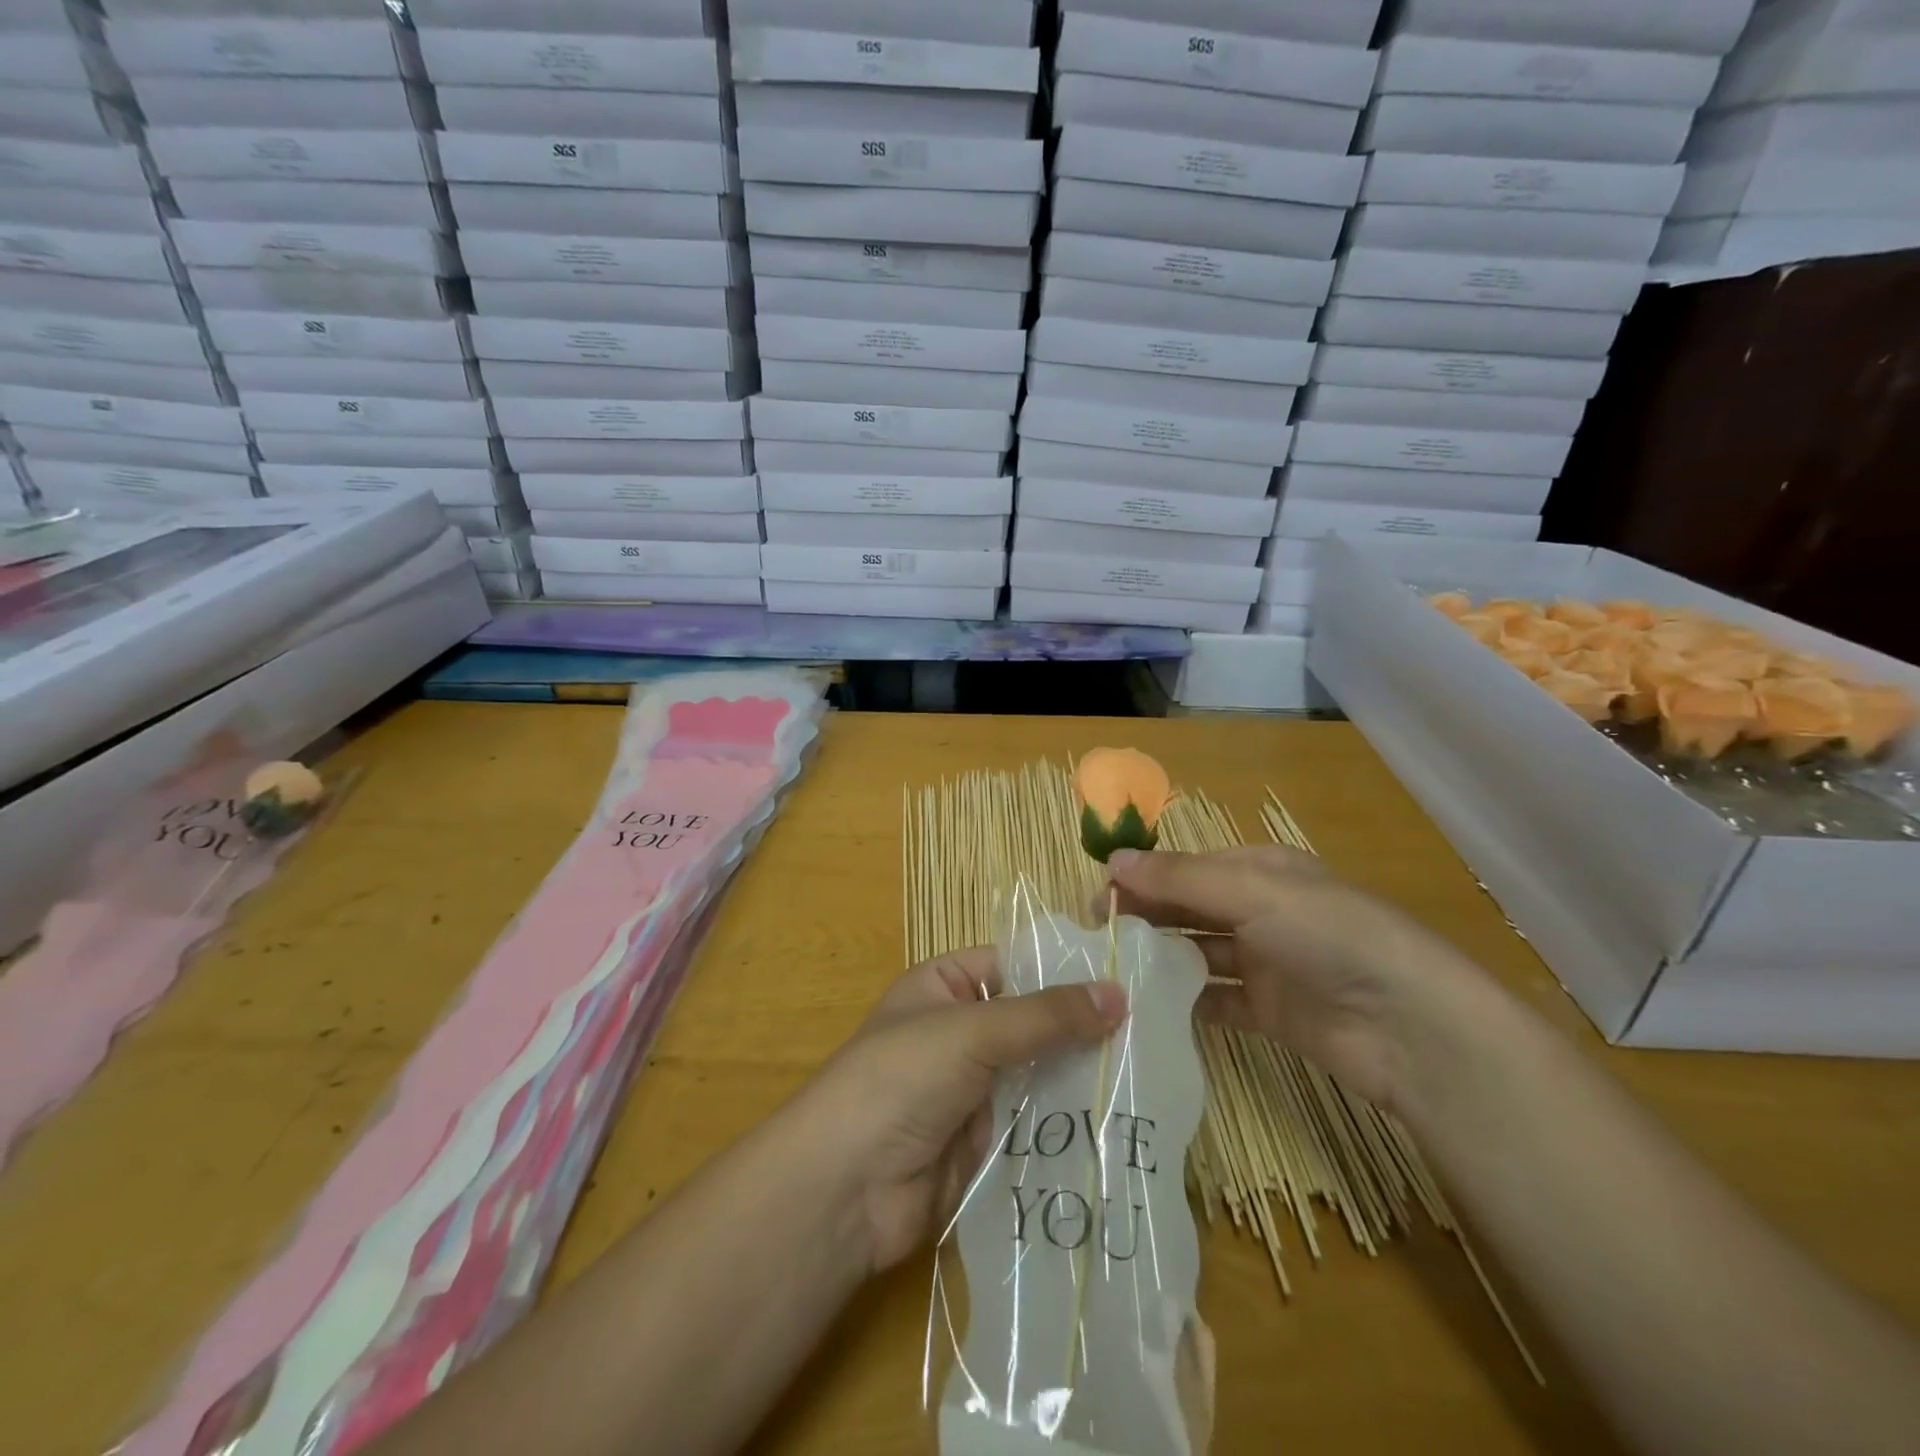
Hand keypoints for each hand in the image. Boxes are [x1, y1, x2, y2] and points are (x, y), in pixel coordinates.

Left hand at [794, 947, 1126, 1274]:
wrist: (846, 1188)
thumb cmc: (902, 1078)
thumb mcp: (973, 1031)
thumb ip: (1046, 1016)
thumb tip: (1120, 993)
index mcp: (944, 986)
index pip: (1013, 964)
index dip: (1064, 969)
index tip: (1128, 977)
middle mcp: (959, 1031)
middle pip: (1031, 1021)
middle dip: (1082, 1028)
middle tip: (1153, 1030)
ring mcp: (972, 1088)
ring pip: (1039, 1073)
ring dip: (1082, 1077)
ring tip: (1150, 1073)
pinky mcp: (985, 1142)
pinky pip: (1036, 1123)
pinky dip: (1070, 1122)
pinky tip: (1122, 1121)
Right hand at [1105, 846, 1491, 1113]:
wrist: (1411, 1027)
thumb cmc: (1330, 936)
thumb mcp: (1253, 892)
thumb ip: (1180, 879)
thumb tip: (1112, 861)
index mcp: (1261, 871)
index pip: (1187, 867)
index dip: (1143, 877)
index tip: (1097, 897)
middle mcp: (1262, 911)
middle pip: (1189, 908)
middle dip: (1145, 916)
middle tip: (1097, 936)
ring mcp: (1266, 963)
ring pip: (1198, 952)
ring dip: (1160, 957)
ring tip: (1112, 971)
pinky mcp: (1271, 1012)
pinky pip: (1216, 1000)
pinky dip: (1185, 1001)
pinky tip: (1148, 1007)